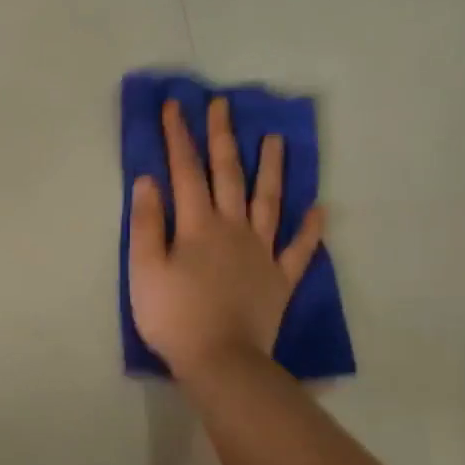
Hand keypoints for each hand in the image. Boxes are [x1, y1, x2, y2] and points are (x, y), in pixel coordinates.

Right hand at [128, 97, 324, 381]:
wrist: (220, 359)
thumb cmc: (173, 316)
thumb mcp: (144, 270)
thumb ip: (146, 224)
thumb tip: (149, 181)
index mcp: (197, 226)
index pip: (185, 171)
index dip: (179, 137)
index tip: (176, 106)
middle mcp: (233, 229)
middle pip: (228, 175)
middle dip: (223, 138)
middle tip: (224, 105)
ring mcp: (262, 252)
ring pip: (269, 202)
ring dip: (272, 169)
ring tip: (276, 139)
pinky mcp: (280, 278)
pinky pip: (299, 249)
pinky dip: (310, 229)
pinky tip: (320, 210)